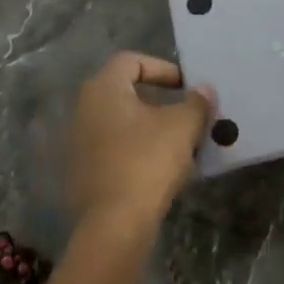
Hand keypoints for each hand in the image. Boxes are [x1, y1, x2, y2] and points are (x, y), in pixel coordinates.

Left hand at [65, 52, 214, 229]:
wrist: (115, 222)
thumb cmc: (148, 161)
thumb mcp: (183, 126)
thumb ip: (197, 102)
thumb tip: (205, 89)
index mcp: (103, 89)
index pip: (131, 61)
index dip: (163, 68)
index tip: (187, 87)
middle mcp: (83, 110)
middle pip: (125, 92)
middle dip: (159, 100)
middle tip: (186, 114)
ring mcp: (78, 143)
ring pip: (120, 123)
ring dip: (149, 127)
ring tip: (178, 143)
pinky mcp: (81, 172)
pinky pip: (113, 149)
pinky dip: (136, 150)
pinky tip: (159, 168)